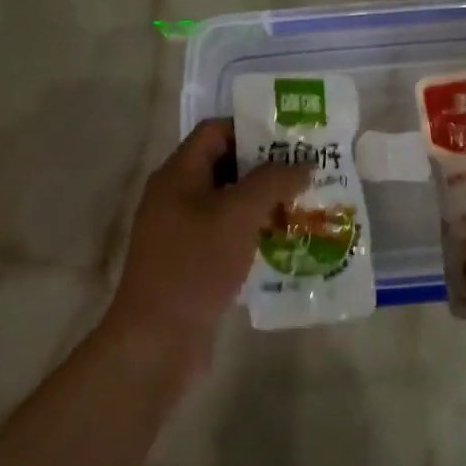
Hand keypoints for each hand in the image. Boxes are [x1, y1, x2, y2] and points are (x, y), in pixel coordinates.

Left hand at [106, 120, 309, 371]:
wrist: (158, 337)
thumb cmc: (195, 263)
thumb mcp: (238, 214)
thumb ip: (272, 181)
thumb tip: (303, 165)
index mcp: (178, 174)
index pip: (216, 132)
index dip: (252, 128)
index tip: (292, 139)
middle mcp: (176, 196)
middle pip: (225, 166)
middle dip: (266, 168)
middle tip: (307, 172)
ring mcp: (183, 231)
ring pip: (229, 203)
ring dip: (264, 202)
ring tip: (305, 204)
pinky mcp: (193, 262)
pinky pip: (228, 234)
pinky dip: (255, 232)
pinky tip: (286, 241)